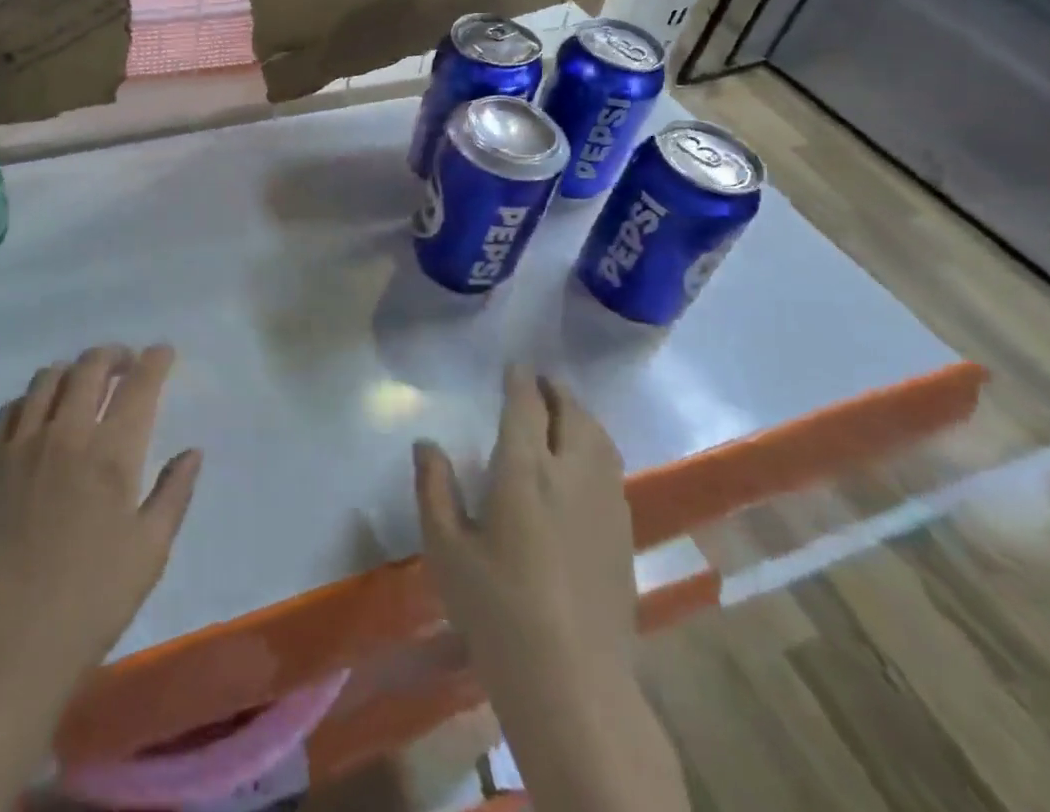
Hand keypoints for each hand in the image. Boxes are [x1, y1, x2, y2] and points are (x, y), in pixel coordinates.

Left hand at [0, 343, 202, 687]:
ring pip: (48, 378)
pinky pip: (11, 408)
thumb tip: (192, 452)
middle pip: (90, 367)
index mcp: (113, 453)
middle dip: (114, 355)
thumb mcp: (150, 552)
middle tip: (126, 364)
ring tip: (84, 384)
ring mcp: (22, 445)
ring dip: (73, 370)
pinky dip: (33, 398)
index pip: (139, 384)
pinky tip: (41, 415)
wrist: (4, 642)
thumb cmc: (90, 601)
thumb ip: (173, 493)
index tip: (163, 352)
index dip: (155, 360)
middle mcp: (68, 434)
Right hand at [415, 372, 688, 811]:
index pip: (526, 406)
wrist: (573, 684)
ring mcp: (604, 505)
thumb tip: (426, 443)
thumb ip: (434, 489)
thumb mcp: (446, 550)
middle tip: (540, 381)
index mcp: (524, 471)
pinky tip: (585, 462)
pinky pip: (612, 469)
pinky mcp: (623, 535)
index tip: (514, 365)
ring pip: (600, 439)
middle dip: (556, 390)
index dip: (520, 380)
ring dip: (581, 414)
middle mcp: (570, 475)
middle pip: (572, 414)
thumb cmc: (497, 612)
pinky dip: (597, 446)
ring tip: (564, 410)